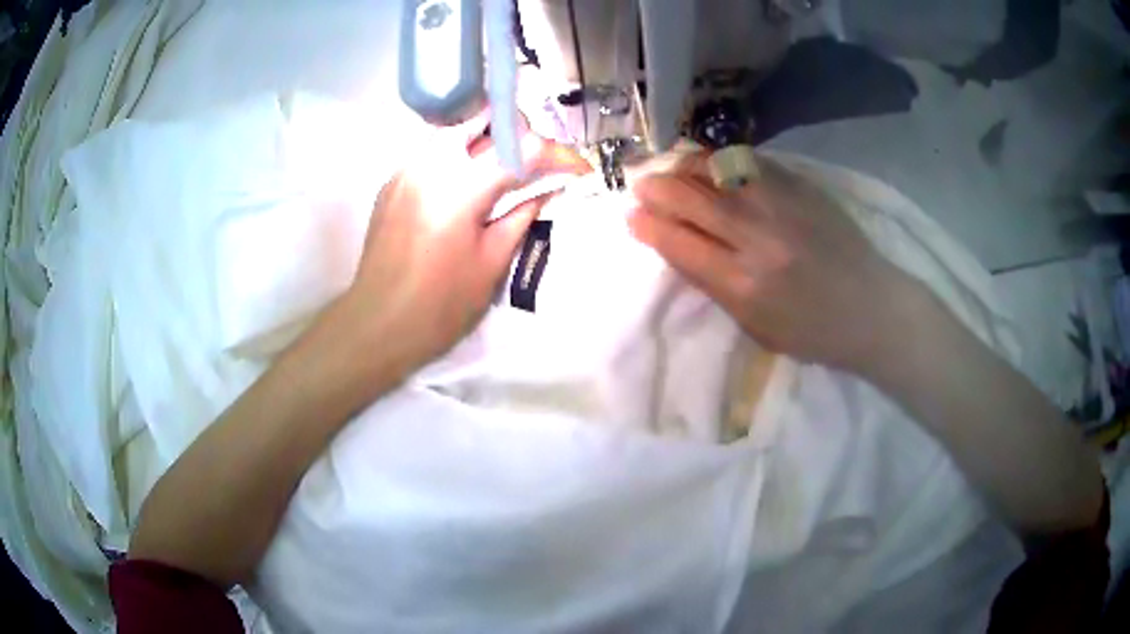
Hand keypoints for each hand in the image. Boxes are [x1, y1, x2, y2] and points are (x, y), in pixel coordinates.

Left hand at [344, 126, 586, 376]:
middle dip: (515, 134)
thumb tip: (547, 188)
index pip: (521, 149)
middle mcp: (429, 163)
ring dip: (484, 142)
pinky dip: (456, 159)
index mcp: (460, 186)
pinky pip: (430, 154)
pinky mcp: (391, 183)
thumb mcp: (492, 263)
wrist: (377, 325)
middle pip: (482, 120)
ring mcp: (404, 169)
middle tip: (533, 164)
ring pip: (453, 132)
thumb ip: (522, 215)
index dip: (556, 156)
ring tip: (501, 174)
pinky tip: (463, 189)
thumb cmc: (440, 305)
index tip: (576, 169)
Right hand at [628, 154, 911, 373]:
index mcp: (743, 285)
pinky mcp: (802, 187)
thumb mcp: (756, 326)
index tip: (632, 217)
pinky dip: (720, 159)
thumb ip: (715, 285)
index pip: (680, 244)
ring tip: (669, 166)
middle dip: (657, 188)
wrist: (872, 308)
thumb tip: (677, 245)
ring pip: (717, 170)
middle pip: (691, 199)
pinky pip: (749, 162)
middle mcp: (758, 239)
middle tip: (641, 185)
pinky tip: (709, 162)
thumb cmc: (813, 332)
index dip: (649, 226)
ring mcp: (782, 206)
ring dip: (683, 165)